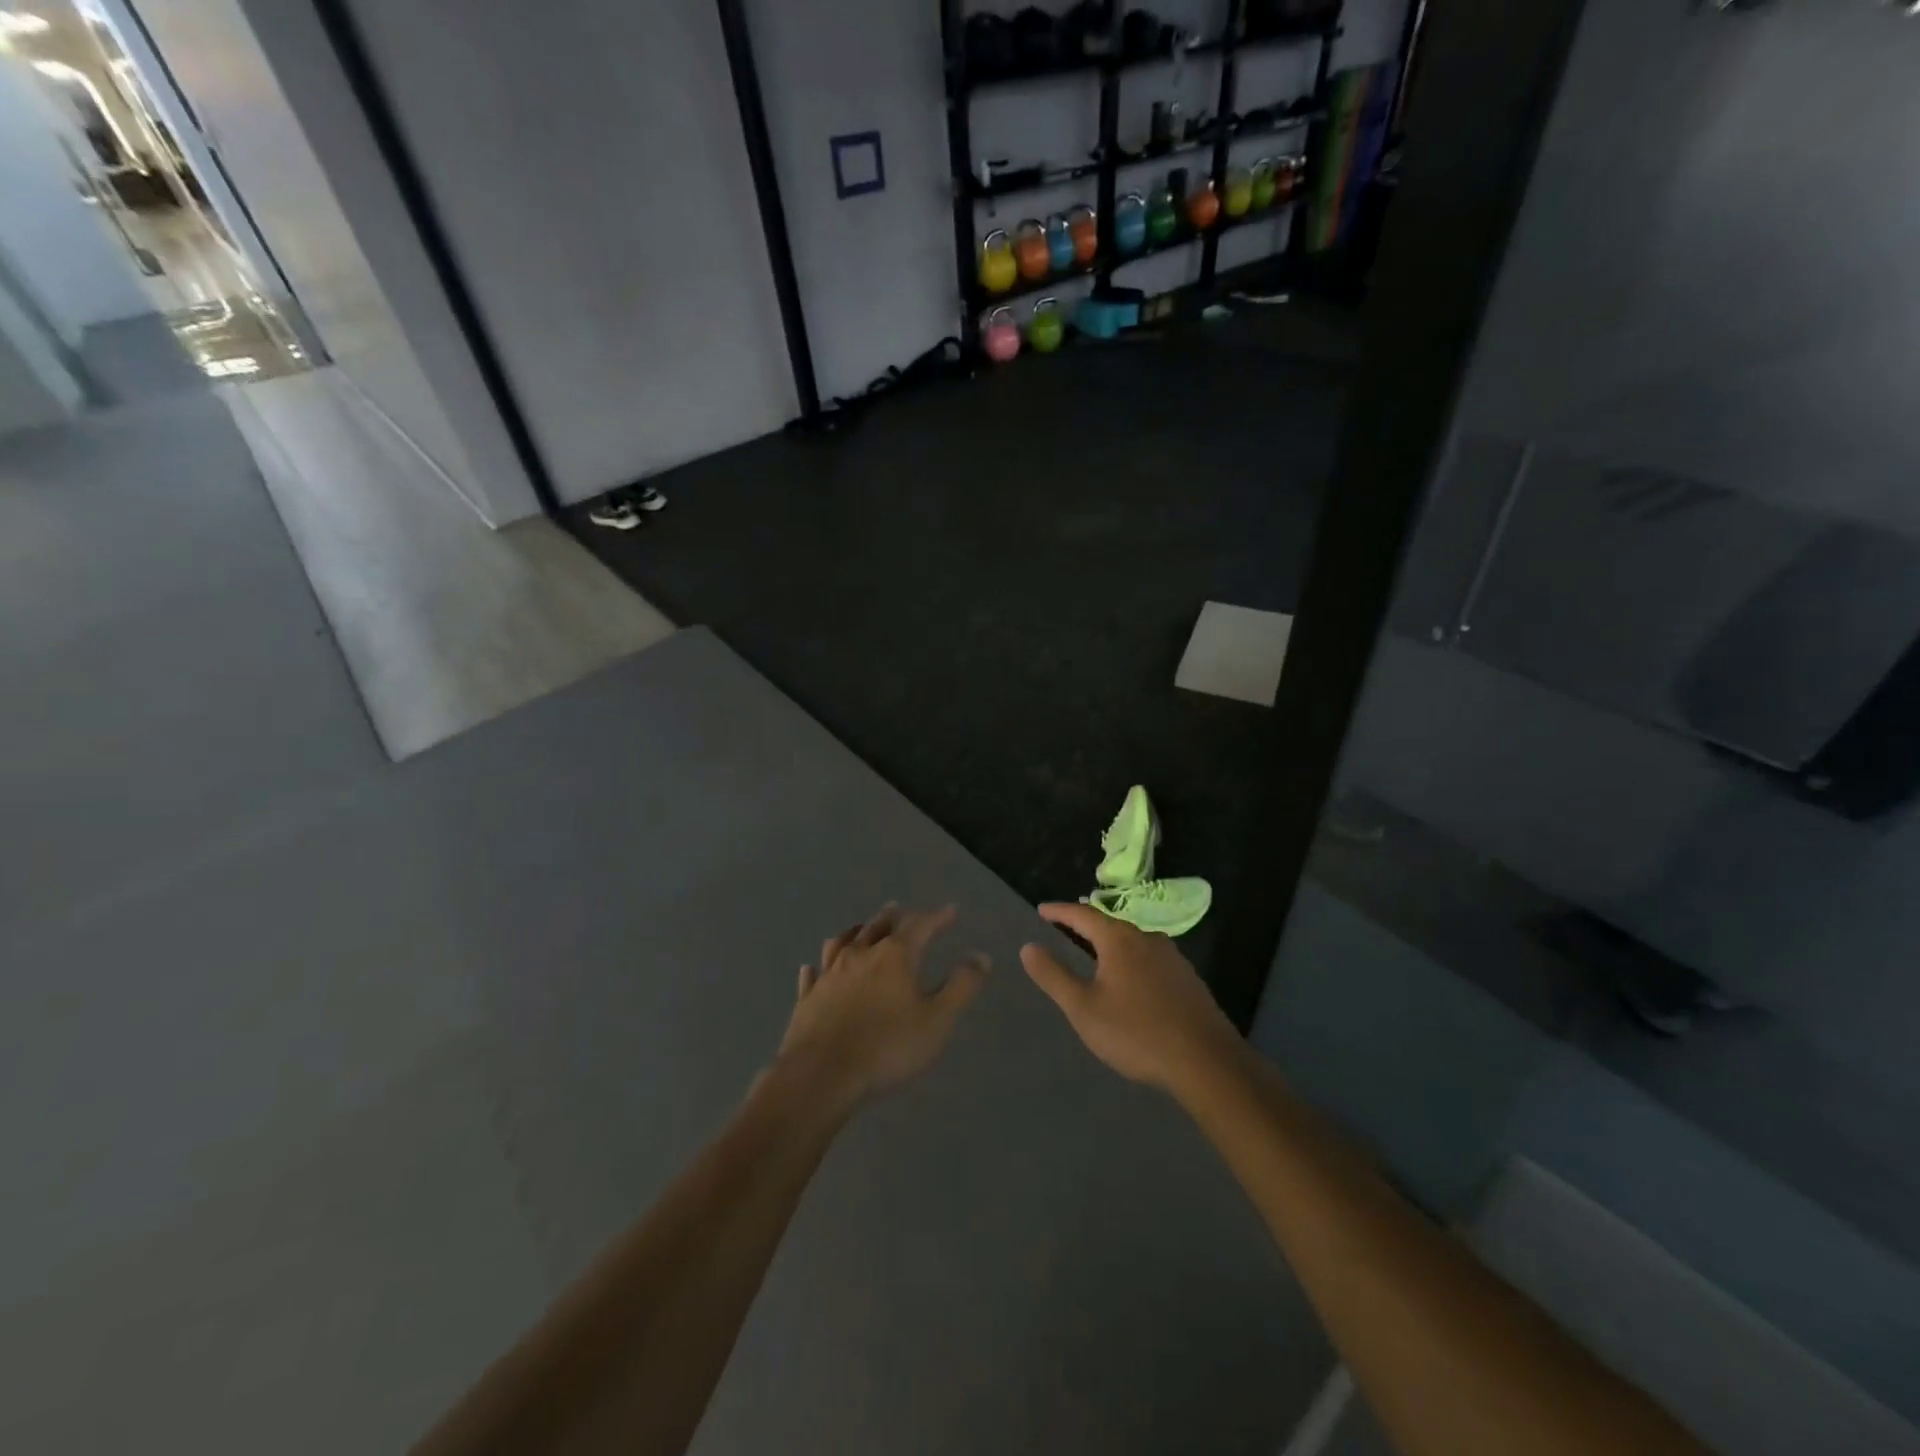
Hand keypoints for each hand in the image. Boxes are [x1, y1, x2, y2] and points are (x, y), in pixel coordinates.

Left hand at [774, 903, 988, 1115]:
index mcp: (894, 956)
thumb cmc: (887, 1047)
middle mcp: (859, 955)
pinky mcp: (807, 998)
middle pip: (877, 926)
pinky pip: (812, 975)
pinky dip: (817, 968)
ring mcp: (829, 975)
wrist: (821, 1074)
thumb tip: (981, 956)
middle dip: (892, 917)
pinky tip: (812, 968)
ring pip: (841, 942)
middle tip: (898, 908)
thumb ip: (961, 987)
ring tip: (860, 928)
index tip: (950, 911)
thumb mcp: (937, 1020)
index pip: (919, 925)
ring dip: (855, 932)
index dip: (936, 917)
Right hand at [1021, 902, 1240, 1096]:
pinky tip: (1130, 979)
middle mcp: (1147, 938)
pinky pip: (1150, 959)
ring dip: (1111, 943)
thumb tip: (1028, 947)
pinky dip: (1131, 960)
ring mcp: (1172, 958)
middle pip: (1110, 924)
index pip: (1083, 915)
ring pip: (1133, 941)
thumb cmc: (1136, 1032)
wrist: (1206, 1061)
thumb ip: (1054, 976)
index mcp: (1119, 939)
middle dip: (1086, 924)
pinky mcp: (1188, 979)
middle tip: (1066, 926)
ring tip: (1095, 951)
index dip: (1060, 911)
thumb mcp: (1083, 1008)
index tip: (1042, 910)